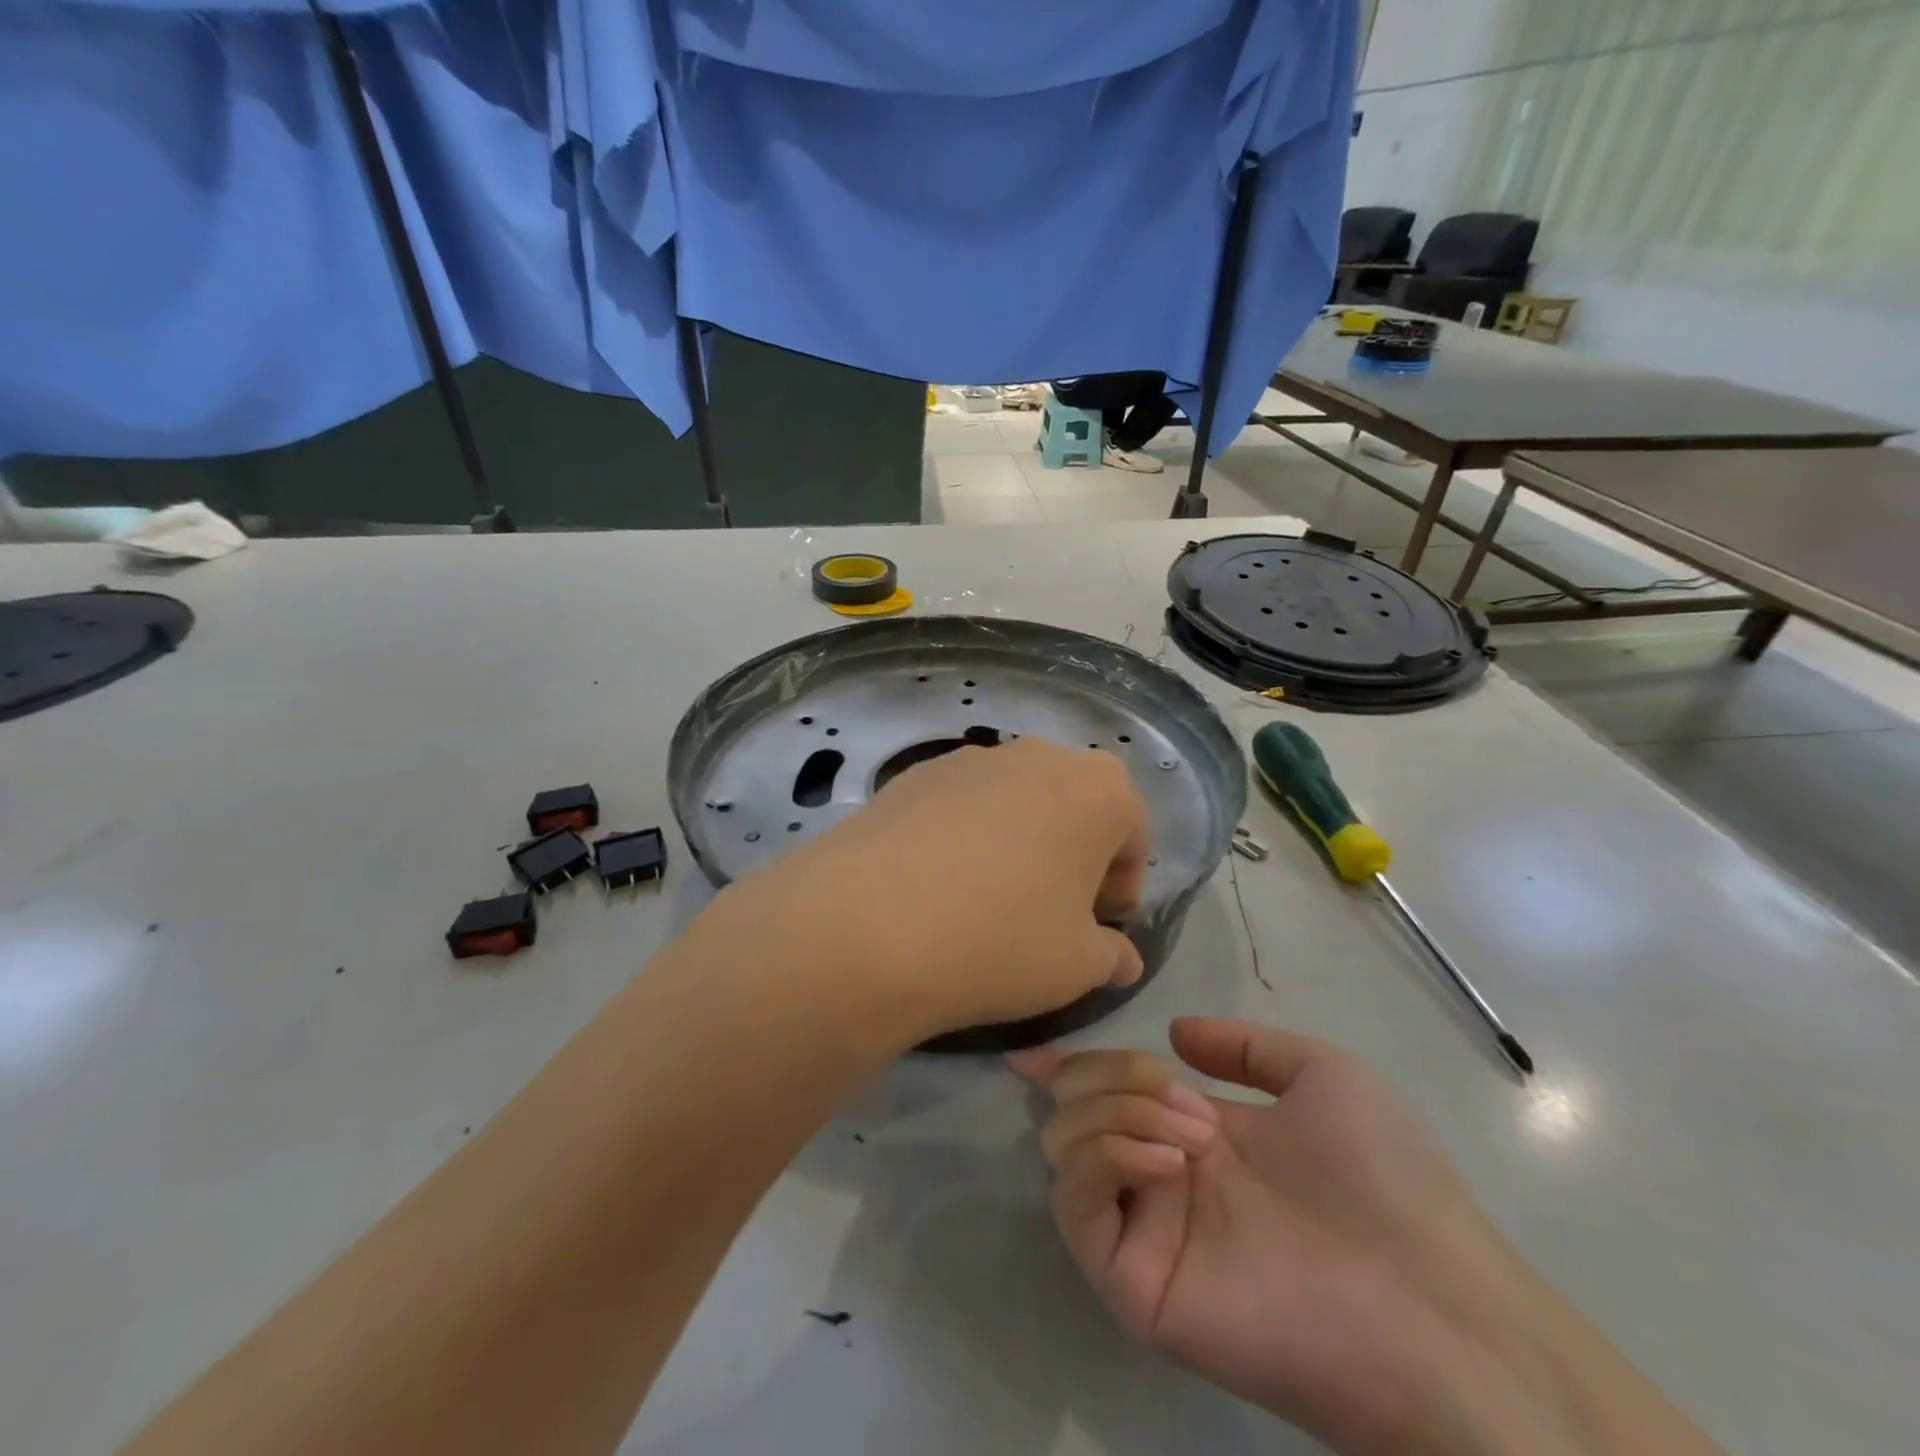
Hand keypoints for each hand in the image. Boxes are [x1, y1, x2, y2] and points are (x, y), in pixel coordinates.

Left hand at [701, 738, 1148, 1044]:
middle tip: (1050, 912)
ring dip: (1019, 841)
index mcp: (1099, 789)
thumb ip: (1112, 956)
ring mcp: (969, 758)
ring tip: (988, 900)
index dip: (1122, 885)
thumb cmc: (1001, 941)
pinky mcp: (913, 773)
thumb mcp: (1077, 966)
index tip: (1098, 927)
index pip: (1133, 833)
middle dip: (1074, 855)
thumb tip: (1121, 959)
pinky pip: (961, 804)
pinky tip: (938, 884)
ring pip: (1016, 801)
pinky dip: (966, 835)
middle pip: (1075, 806)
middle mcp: (1038, 756)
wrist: (868, 926)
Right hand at [1014, 1019, 1719, 1455]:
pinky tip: (1166, 1163)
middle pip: (1076, 1106)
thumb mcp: (1322, 1075)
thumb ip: (1246, 1046)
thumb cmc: (1384, 1179)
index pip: (1107, 1093)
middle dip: (1113, 1074)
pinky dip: (1105, 1160)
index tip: (1033, 1049)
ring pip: (1066, 1147)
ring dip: (1116, 1112)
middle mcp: (1158, 1178)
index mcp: (1194, 1134)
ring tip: (1193, 1136)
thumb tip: (1174, 1031)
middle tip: (1181, 1096)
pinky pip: (1078, 1207)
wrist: (1430, 1302)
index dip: (1067, 1066)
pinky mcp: (1135, 1281)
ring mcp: (1144, 1229)